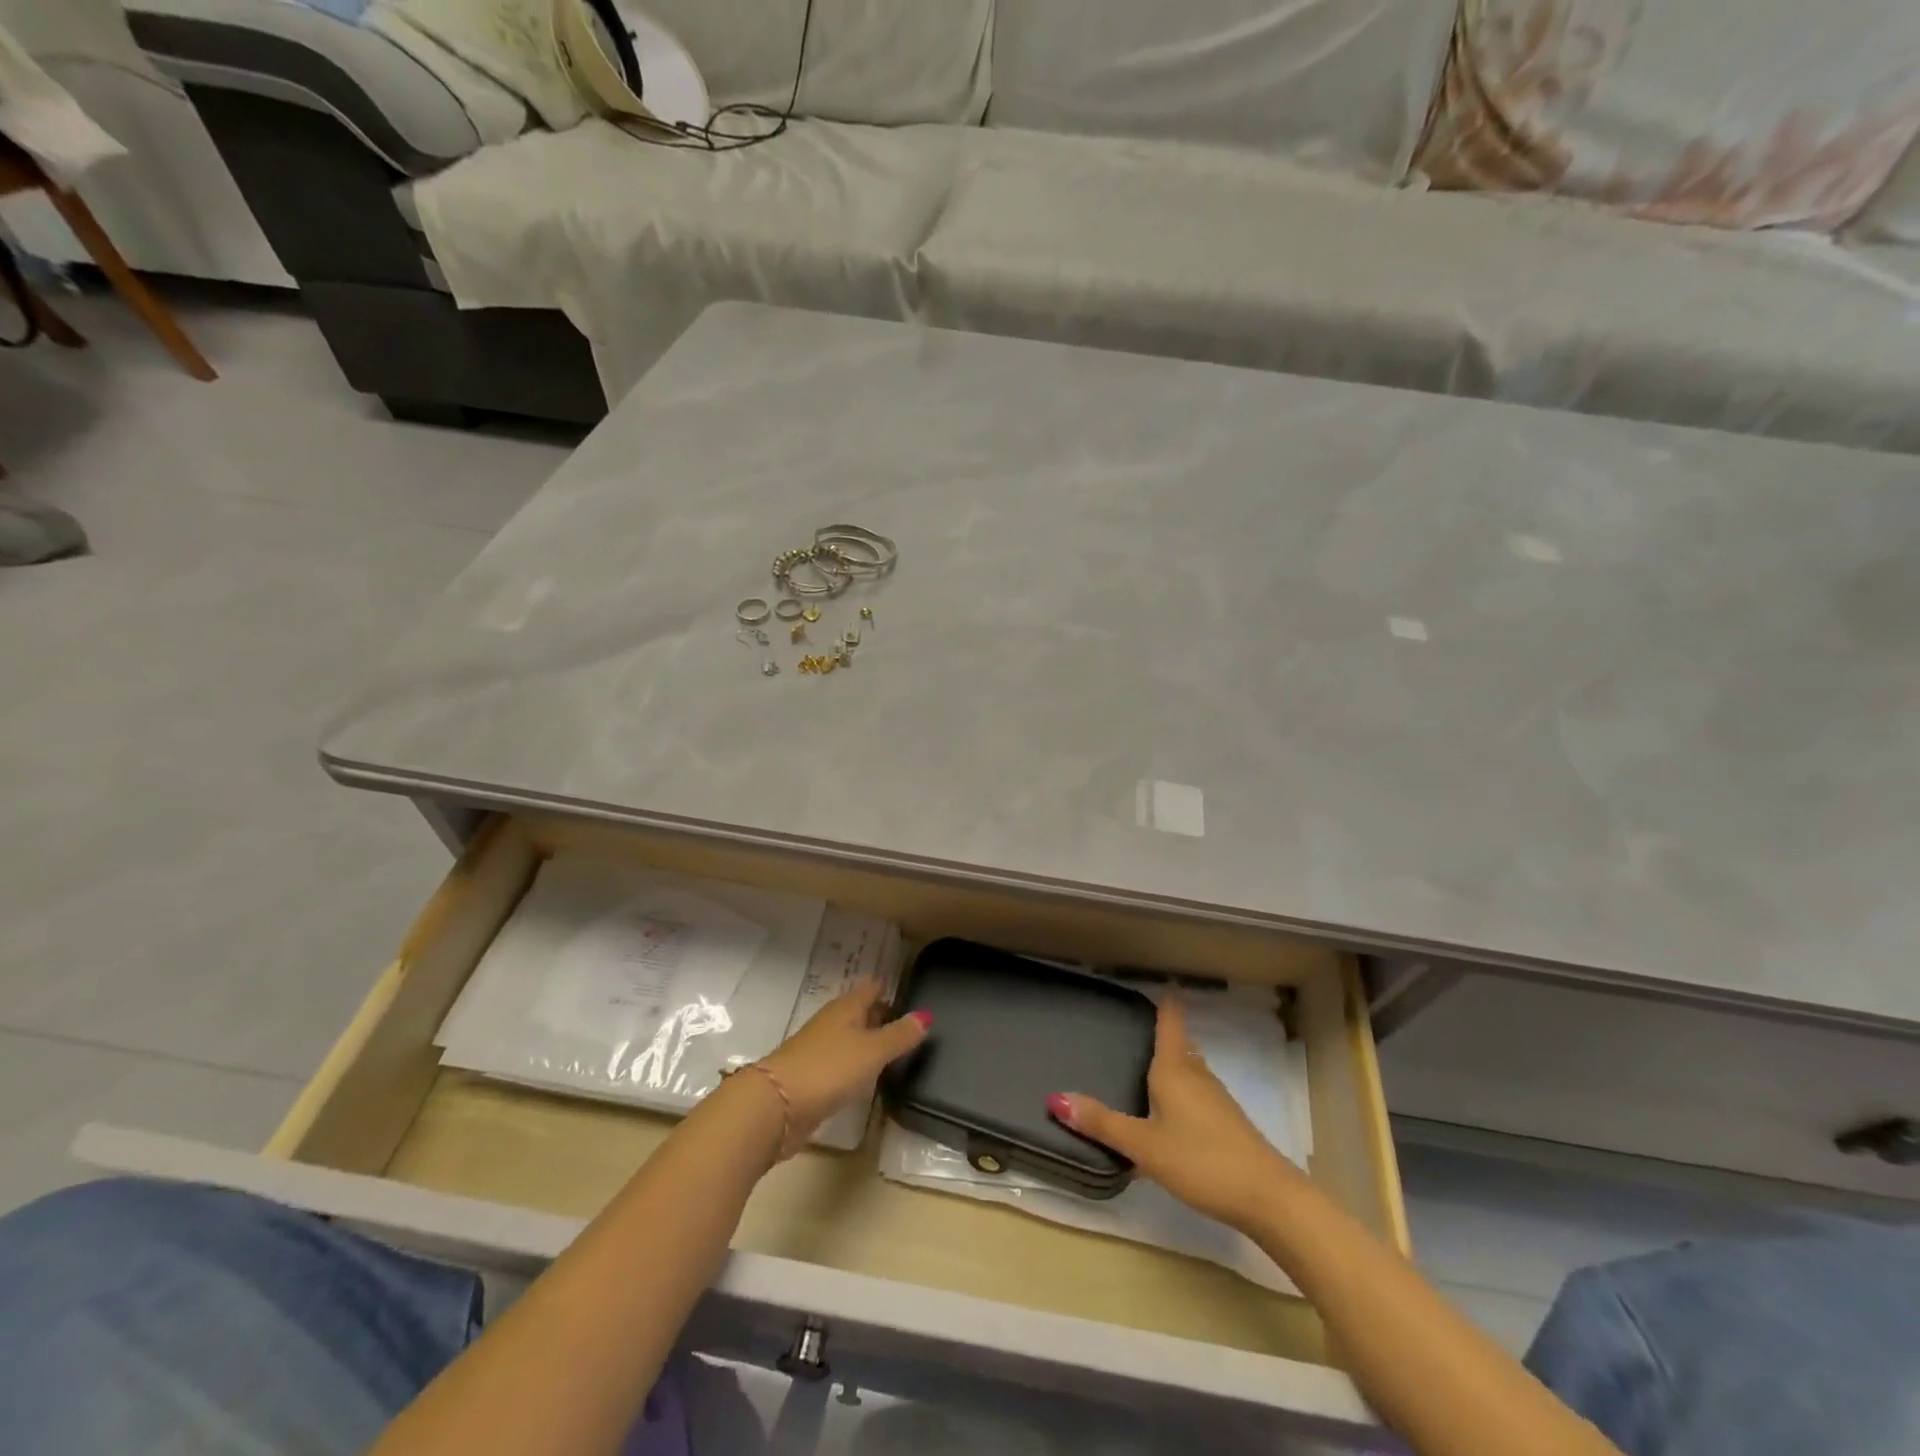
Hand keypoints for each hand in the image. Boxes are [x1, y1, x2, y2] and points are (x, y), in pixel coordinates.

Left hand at [755, 979, 929, 1152]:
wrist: (776, 1107)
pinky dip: (856, 1064)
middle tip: (908, 1020)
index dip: (888, 987)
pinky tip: (868, 1076)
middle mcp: (832, 1023)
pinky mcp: (812, 1078)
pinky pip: (841, 1063)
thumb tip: (926, 1015)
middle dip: (881, 1013)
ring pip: (850, 1038)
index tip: (910, 989)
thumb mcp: (872, 1051)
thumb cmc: (829, 1068)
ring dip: (868, 1041)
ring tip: (895, 1048)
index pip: (871, 988)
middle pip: (860, 1012)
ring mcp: (819, 1050)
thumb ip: (900, 1035)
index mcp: (846, 1008)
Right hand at [1048, 999, 1304, 1233]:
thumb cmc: (1201, 1160)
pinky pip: (1198, 1094)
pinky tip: (1171, 1114)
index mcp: (1175, 1069)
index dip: (1164, 1003)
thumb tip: (1055, 1098)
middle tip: (1137, 1030)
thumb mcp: (1144, 1145)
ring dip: (1172, 1065)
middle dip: (1163, 1036)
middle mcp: (1197, 1075)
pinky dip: (1182, 1092)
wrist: (1267, 1197)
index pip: (1170, 1022)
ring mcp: (1216, 1099)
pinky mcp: (1227, 1123)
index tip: (1158, 984)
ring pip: (1190, 1071)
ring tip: (1147, 1069)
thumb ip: (1102, 1123)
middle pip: (1179, 1045)